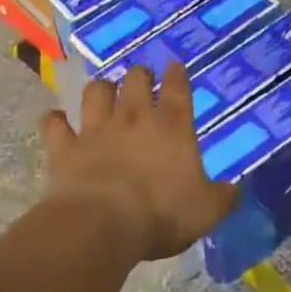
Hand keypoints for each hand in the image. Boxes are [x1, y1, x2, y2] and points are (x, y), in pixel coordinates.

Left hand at [42, 64, 236, 261]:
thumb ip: (222, 197)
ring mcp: (96, 129)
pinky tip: (56, 119)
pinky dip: (55, 121)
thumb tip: (235, 190)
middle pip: (135, 79)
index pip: (177, 87)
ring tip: (103, 92)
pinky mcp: (64, 148)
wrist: (101, 225)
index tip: (175, 65)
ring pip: (95, 92)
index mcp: (172, 125)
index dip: (177, 73)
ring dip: (100, 89)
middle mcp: (134, 117)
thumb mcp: (206, 211)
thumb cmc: (161, 213)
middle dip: (139, 74)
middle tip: (141, 78)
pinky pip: (55, 125)